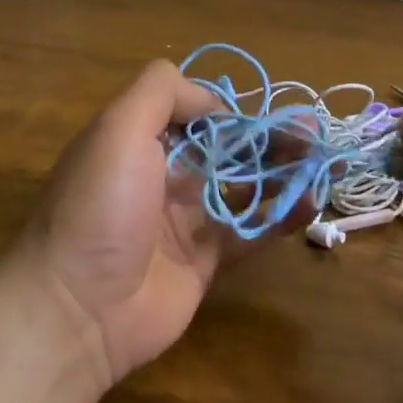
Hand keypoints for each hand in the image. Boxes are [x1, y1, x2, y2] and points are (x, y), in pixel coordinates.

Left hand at [13, 60, 304, 390]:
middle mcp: (165, 175)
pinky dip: (281, 217)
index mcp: (141, 141)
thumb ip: (162, 93)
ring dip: (285, 173)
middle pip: (229, 148)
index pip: (198, 113)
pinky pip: (250, 231)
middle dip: (272, 139)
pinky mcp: (206, 261)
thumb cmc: (100, 207)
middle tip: (316, 137)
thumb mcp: (118, 128)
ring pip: (246, 187)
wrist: (76, 309)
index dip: (236, 111)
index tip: (269, 114)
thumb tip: (214, 100)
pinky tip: (310, 203)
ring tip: (326, 164)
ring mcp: (186, 221)